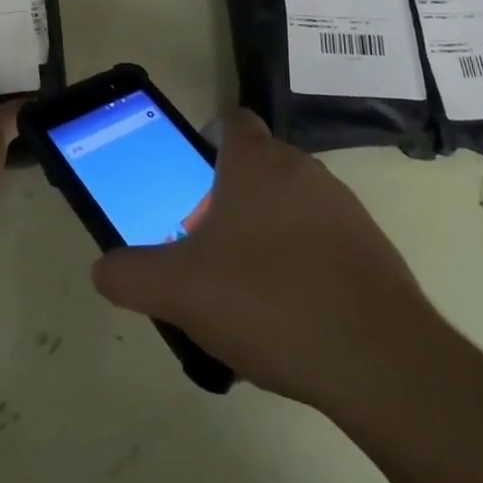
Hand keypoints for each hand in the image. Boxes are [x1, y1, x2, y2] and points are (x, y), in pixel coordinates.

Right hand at [92, 109, 437, 413]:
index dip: (210, 141)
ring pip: (293, 202)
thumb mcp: (180, 291)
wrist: (380, 360)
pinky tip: (295, 314)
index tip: (194, 180)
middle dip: (232, 196)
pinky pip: (326, 239)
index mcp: (255, 163)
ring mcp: (344, 206)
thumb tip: (102, 268)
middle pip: (259, 165)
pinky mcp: (373, 248)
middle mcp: (302, 169)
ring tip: (250, 288)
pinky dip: (307, 261)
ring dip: (270, 230)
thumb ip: (131, 276)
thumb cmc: (268, 301)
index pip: (232, 122)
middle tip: (210, 246)